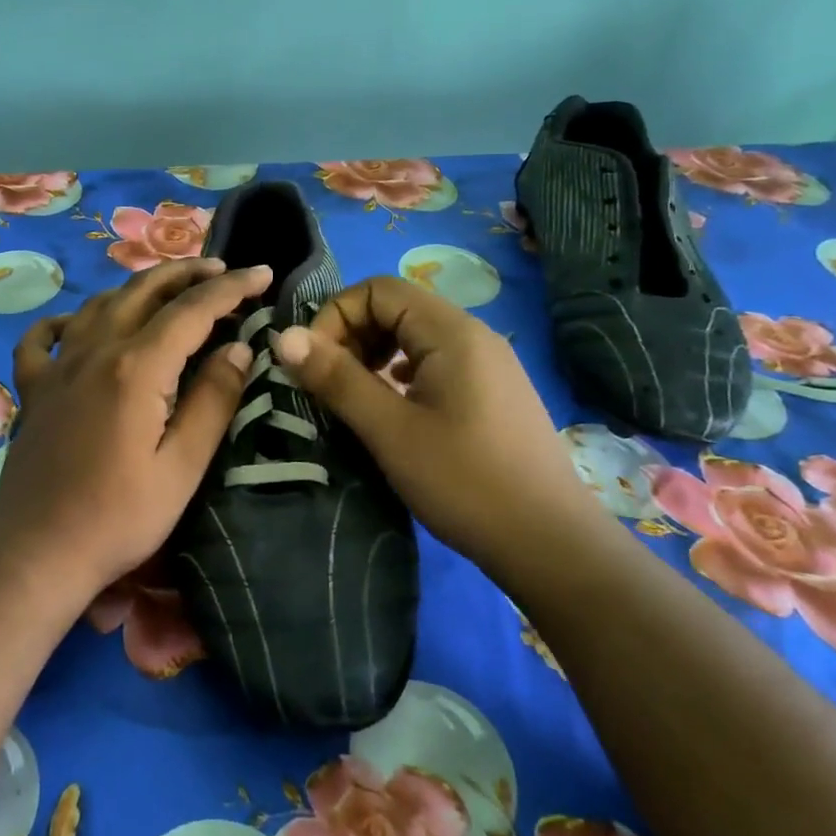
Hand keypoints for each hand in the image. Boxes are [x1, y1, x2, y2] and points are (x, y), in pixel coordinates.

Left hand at [0, 257, 273, 601]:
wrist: (37, 553)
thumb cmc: (119, 518)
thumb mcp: (183, 467)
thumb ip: (213, 401)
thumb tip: (238, 349)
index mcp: (137, 367)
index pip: (193, 310)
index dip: (231, 287)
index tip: (262, 273)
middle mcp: (95, 350)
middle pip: (144, 291)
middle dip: (187, 274)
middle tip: (222, 270)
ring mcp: (58, 366)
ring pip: (100, 304)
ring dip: (138, 288)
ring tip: (168, 289)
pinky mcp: (34, 389)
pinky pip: (43, 338)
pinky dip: (64, 320)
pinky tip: (76, 323)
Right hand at [270, 275, 606, 569]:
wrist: (552, 545)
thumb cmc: (465, 482)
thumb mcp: (390, 430)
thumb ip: (336, 378)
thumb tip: (283, 336)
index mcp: (451, 332)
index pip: (378, 289)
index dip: (336, 316)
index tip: (314, 364)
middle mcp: (473, 335)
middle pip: (397, 308)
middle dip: (352, 335)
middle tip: (330, 384)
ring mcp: (488, 364)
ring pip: (415, 337)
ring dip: (374, 355)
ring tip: (356, 397)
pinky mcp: (492, 393)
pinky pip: (435, 362)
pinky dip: (401, 374)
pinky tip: (394, 409)